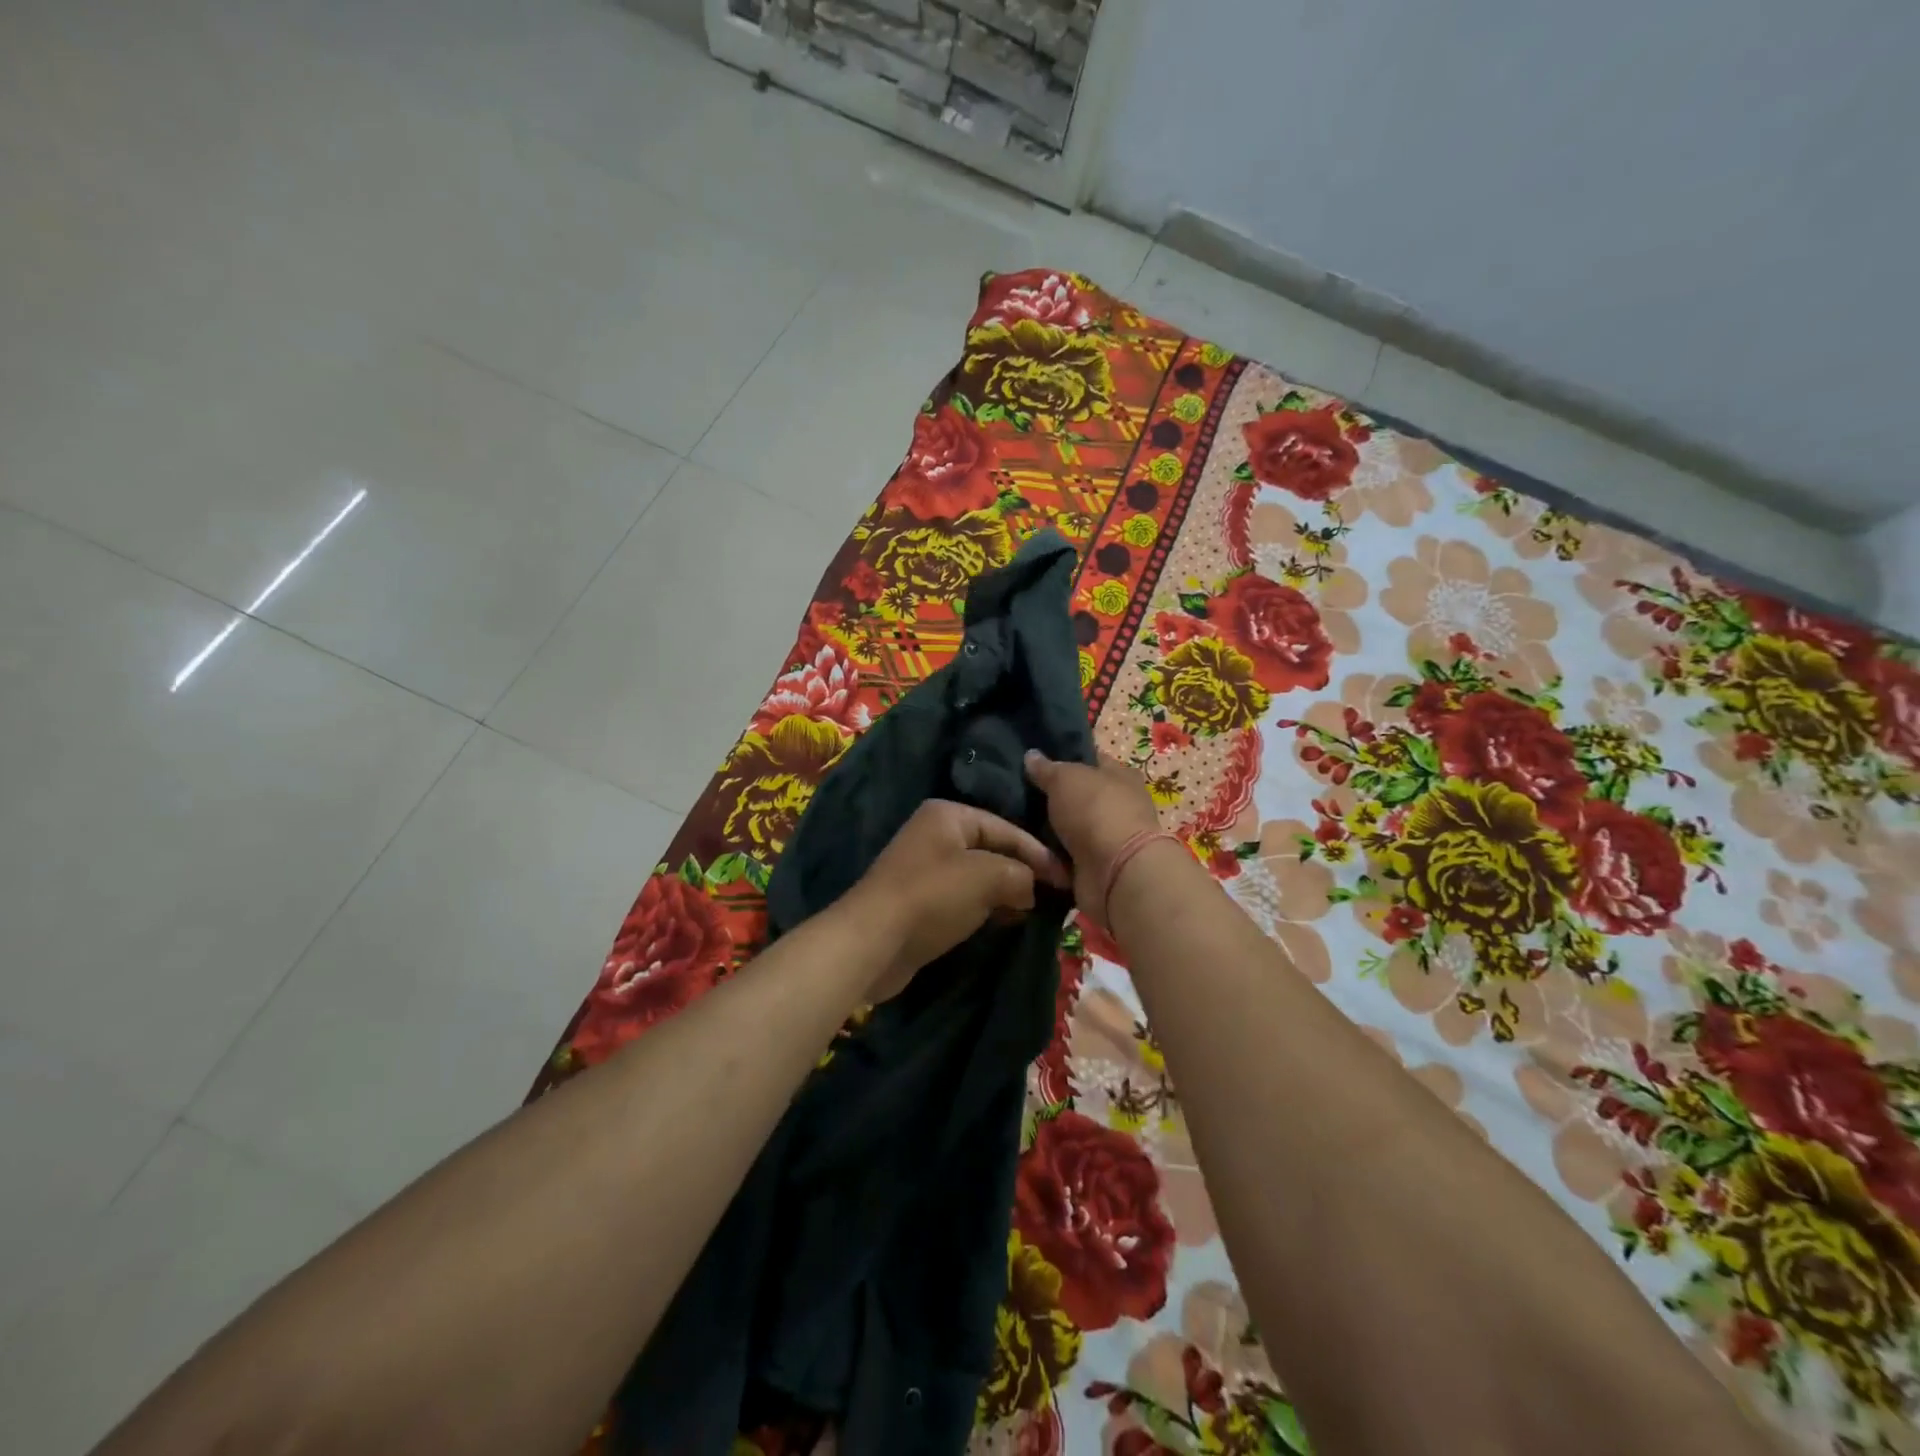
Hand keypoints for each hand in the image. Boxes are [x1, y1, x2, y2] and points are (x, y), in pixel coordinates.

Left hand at [840, 800, 1068, 1000]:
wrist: (874, 941)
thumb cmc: (933, 896)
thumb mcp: (987, 876)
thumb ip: (1020, 874)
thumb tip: (1031, 888)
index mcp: (948, 814)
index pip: (1006, 828)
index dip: (1039, 854)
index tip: (1067, 880)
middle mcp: (935, 834)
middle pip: (992, 850)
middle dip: (1022, 873)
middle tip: (1054, 897)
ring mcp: (925, 868)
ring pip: (979, 876)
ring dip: (1005, 893)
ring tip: (1034, 912)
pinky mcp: (920, 901)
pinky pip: (963, 897)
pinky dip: (985, 907)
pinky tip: (1005, 922)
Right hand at [1023, 751, 1163, 926]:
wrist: (1115, 872)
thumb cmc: (1095, 811)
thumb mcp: (1065, 778)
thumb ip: (1047, 768)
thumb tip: (1031, 755)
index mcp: (1120, 776)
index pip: (1090, 760)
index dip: (1064, 758)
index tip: (1033, 762)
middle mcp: (1118, 805)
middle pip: (1077, 797)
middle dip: (1050, 797)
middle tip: (1015, 794)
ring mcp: (1107, 839)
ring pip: (1068, 829)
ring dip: (1045, 830)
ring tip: (1012, 822)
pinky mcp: (1095, 867)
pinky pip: (1064, 857)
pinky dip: (1048, 857)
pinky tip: (1023, 849)